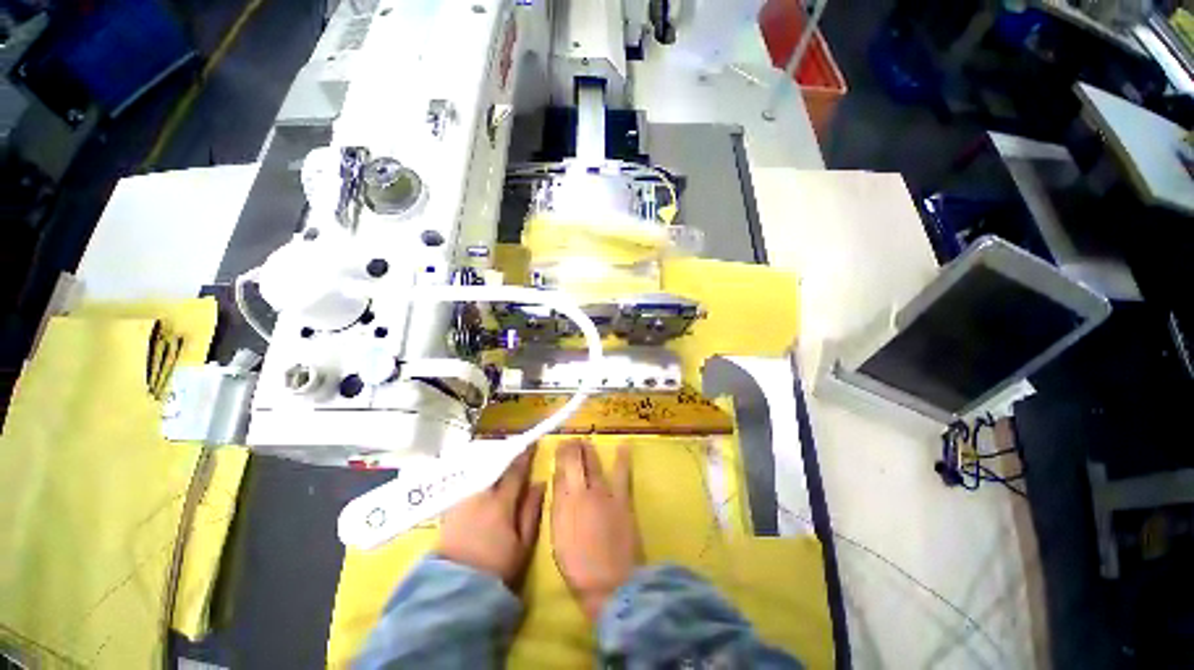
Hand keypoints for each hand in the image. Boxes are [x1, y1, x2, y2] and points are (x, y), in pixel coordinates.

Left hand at [437, 449, 545, 587]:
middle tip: (515, 450)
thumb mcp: (522, 543)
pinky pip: (468, 484)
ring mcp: (462, 500)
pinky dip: (478, 478)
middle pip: (494, 467)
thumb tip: (540, 483)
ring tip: (499, 463)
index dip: (525, 455)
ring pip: (479, 473)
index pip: (515, 470)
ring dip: (491, 466)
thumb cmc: (496, 568)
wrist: (452, 592)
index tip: (532, 443)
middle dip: (505, 456)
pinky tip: (482, 482)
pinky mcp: (449, 509)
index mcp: (501, 502)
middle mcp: (479, 495)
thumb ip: (531, 510)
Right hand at [551, 439, 639, 620]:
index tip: (559, 447)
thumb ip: (558, 508)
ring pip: (594, 463)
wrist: (610, 583)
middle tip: (571, 439)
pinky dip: (623, 458)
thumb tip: (558, 483)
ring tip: (586, 440)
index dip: (559, 457)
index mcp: (562, 504)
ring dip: (589, 449)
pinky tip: (624, 445)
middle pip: (575, 462)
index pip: (559, 472)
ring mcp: (603, 493)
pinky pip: (622, 473)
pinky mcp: (623, 499)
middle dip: (572, 448)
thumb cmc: (579, 567)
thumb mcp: (558, 538)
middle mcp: (581, 492)